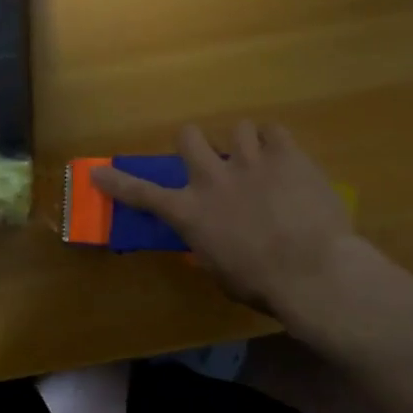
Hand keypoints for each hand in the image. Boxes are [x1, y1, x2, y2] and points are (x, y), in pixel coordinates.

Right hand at [90, 122, 365, 323]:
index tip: (99, 173)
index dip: (117, 182)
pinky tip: (284, 159)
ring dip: (243, 144)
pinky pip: (273, 130)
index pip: (142, 193)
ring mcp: (248, 161)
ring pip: (237, 128)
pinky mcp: (285, 154)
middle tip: (210, 159)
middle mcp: (211, 179)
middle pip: (188, 136)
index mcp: (190, 213)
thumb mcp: (220, 272)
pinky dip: (275, 143)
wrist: (313, 272)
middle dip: (195, 144)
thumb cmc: (262, 284)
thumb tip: (208, 239)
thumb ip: (207, 246)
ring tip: (259, 161)